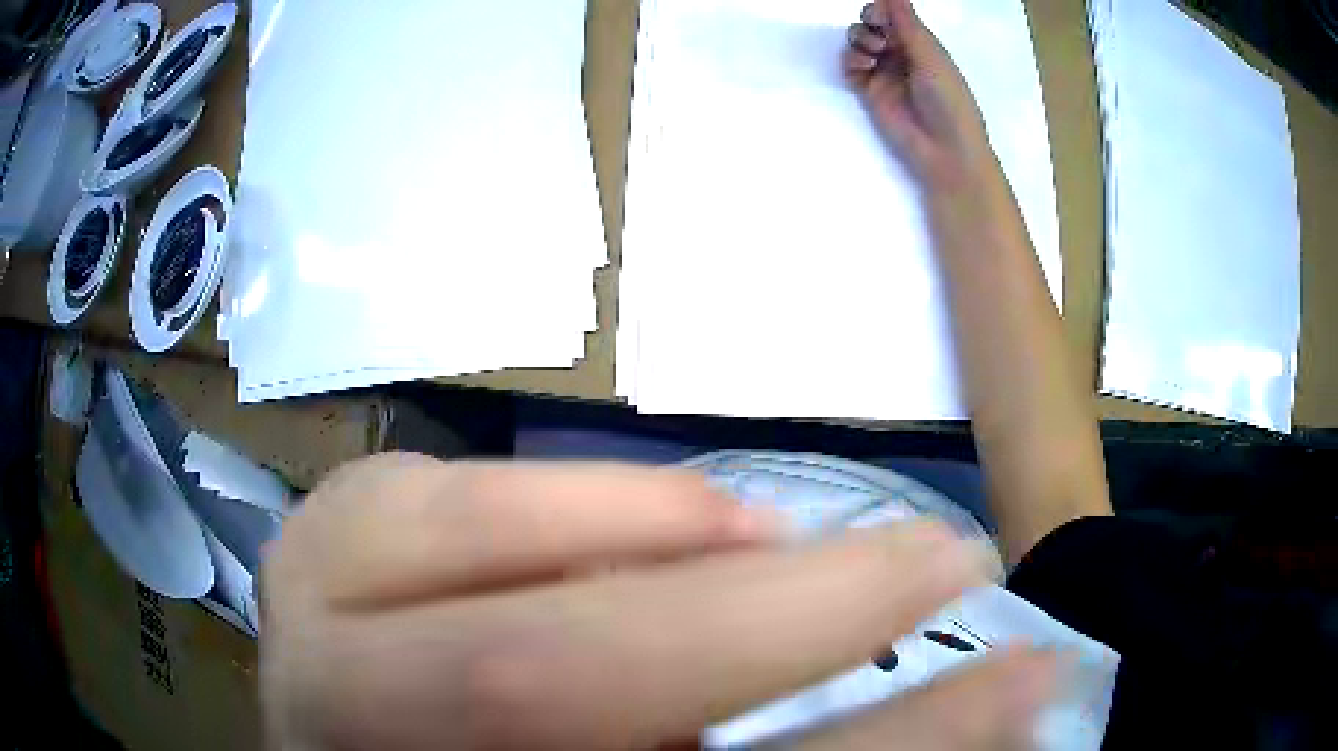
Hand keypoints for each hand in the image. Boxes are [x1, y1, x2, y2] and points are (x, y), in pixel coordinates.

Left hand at [261, 453, 1055, 749]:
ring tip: (769, 538)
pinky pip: (430, 491)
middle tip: (946, 557)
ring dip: (657, 530)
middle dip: (785, 618)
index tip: (1032, 677)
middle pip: (538, 680)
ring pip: (462, 554)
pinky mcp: (309, 546)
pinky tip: (638, 523)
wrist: (368, 743)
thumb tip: (965, 719)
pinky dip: (561, 495)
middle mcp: (341, 730)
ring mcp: (300, 623)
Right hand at [844, 0, 994, 190]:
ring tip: (872, 54)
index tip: (881, 15)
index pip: (894, 14)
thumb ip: (908, 24)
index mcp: (922, 43)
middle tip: (878, 34)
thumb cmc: (949, 102)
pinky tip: (863, 67)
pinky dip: (851, 60)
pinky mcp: (868, 92)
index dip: (883, 9)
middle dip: (869, 21)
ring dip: (859, 39)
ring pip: (859, 41)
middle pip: (873, 23)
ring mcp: (884, 72)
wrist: (945, 151)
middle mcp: (902, 53)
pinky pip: (850, 66)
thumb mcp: (931, 57)